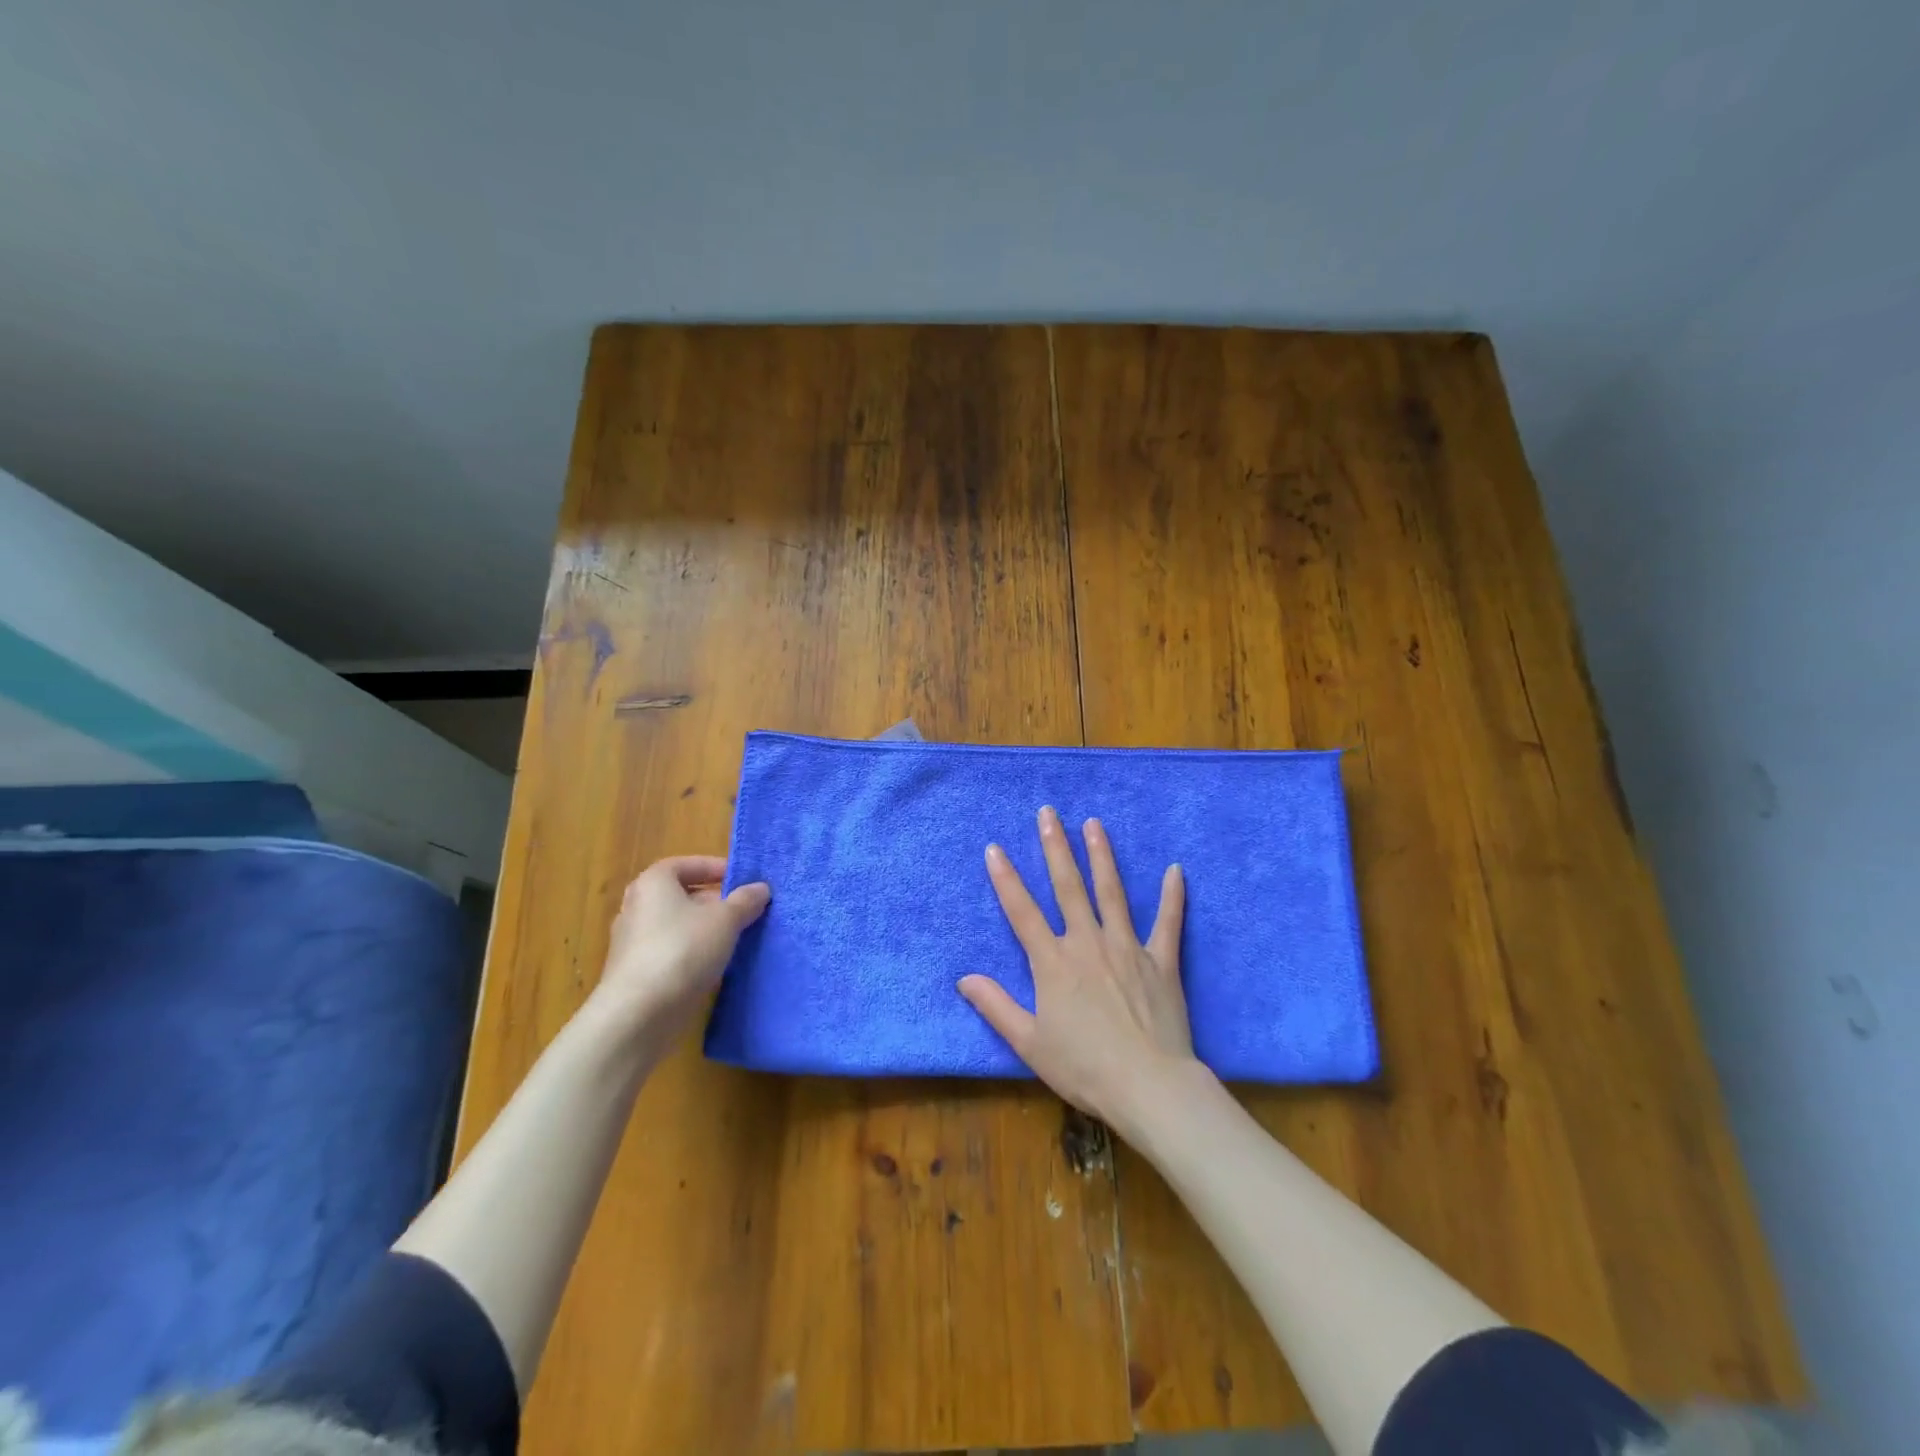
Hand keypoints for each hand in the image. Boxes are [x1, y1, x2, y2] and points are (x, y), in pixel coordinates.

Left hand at [591, 855, 770, 1046]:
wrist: (638, 1014)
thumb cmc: (683, 950)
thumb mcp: (725, 920)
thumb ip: (745, 901)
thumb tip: (760, 888)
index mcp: (653, 883)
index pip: (686, 864)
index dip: (715, 868)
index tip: (741, 881)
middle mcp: (636, 907)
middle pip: (680, 895)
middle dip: (713, 901)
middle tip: (743, 910)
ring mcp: (631, 942)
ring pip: (676, 926)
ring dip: (704, 930)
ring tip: (734, 939)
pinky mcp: (634, 973)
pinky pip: (669, 952)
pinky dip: (691, 954)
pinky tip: (713, 967)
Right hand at [958, 807, 1198, 1133]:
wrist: (1148, 1086)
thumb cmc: (1084, 1068)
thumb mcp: (1029, 1043)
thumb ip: (996, 1006)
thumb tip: (964, 979)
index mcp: (1053, 963)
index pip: (1022, 912)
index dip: (1006, 879)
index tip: (995, 848)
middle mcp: (1087, 943)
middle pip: (1068, 887)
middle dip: (1055, 847)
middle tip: (1048, 813)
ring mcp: (1127, 948)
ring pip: (1112, 892)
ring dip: (1102, 855)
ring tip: (1094, 824)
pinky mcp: (1161, 961)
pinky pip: (1168, 922)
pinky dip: (1172, 895)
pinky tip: (1176, 869)